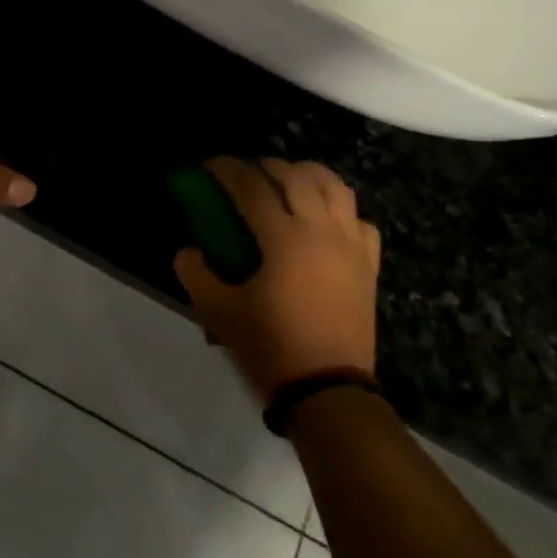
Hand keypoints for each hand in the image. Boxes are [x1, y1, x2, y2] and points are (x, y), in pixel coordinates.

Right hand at [174, 157, 380, 404]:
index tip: (209, 166)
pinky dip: (341, 210)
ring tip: (288, 182)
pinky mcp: (368, 266)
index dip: (227, 169)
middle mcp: (320, 230)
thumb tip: (188, 250)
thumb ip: (195, 273)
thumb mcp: (219, 311)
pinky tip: (325, 221)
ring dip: (308, 175)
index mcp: (283, 238)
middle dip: (267, 165)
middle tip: (245, 172)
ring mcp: (350, 246)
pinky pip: (360, 221)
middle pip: (296, 175)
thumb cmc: (271, 347)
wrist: (327, 392)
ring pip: (336, 188)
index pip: (251, 186)